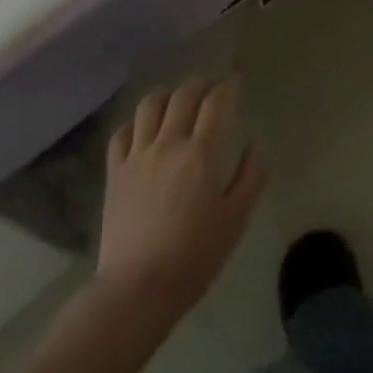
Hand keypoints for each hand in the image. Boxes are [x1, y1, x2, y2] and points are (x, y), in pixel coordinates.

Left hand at [97, 78, 267, 318]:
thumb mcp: (235, 220)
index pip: (217, 103)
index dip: (228, 87)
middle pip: (183, 95)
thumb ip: (251, 177)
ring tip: (176, 101)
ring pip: (149, 105)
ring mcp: (137, 155)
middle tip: (210, 88)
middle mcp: (168, 143)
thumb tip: (257, 144)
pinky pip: (121, 133)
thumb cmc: (194, 257)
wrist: (138, 289)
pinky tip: (143, 129)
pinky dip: (135, 122)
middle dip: (200, 84)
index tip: (236, 83)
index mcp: (201, 153)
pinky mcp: (115, 172)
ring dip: (167, 95)